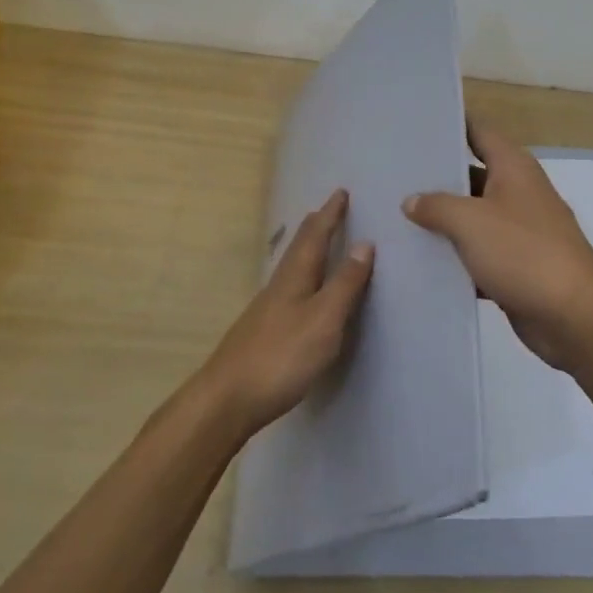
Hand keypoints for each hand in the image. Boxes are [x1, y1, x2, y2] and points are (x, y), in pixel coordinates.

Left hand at [201, 189, 374, 437]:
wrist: (227, 399)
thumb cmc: (282, 356)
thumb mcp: (324, 320)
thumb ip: (344, 284)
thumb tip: (365, 244)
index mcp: (295, 277)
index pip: (315, 236)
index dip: (330, 215)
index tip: (340, 192)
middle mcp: (278, 286)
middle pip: (298, 248)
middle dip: (316, 226)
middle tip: (328, 209)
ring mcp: (266, 309)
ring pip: (291, 267)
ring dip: (306, 249)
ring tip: (316, 241)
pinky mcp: (262, 331)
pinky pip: (287, 287)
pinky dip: (300, 275)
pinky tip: (299, 290)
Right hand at [403, 121, 592, 370]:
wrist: (574, 316)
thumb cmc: (524, 253)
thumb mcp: (471, 221)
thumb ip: (436, 206)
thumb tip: (412, 201)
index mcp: (514, 168)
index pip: (479, 132)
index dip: (450, 124)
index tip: (415, 124)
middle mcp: (518, 192)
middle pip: (472, 175)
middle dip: (436, 176)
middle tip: (392, 174)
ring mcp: (519, 231)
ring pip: (473, 217)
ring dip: (442, 220)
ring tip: (395, 216)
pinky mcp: (516, 266)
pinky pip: (478, 254)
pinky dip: (455, 257)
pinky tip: (420, 262)